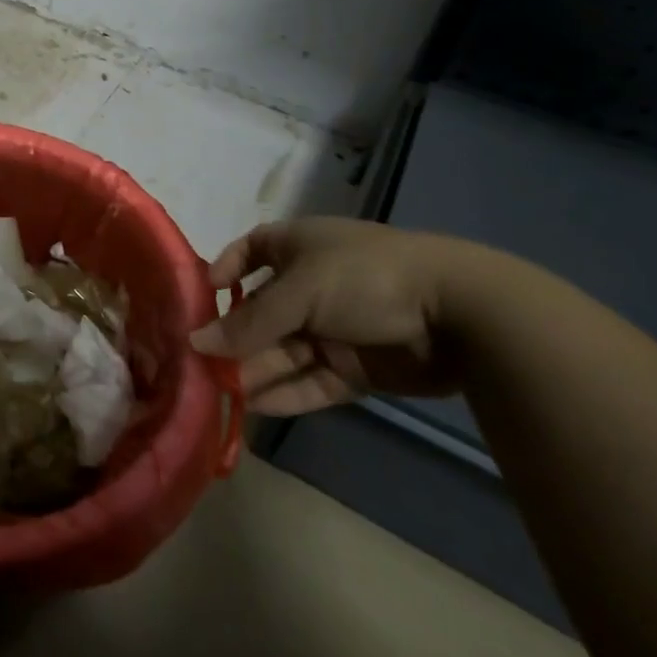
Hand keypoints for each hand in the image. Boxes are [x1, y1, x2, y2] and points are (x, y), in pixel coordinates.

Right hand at [192, 217, 465, 415]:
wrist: (459, 314)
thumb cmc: (365, 277)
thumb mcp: (300, 291)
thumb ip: (249, 323)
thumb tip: (197, 343)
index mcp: (298, 248)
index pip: (251, 251)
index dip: (227, 269)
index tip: (203, 296)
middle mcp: (311, 286)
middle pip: (261, 312)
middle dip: (232, 336)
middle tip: (198, 364)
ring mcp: (334, 329)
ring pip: (282, 352)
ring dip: (252, 370)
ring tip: (217, 392)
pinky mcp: (354, 369)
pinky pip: (310, 381)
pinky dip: (283, 393)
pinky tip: (252, 408)